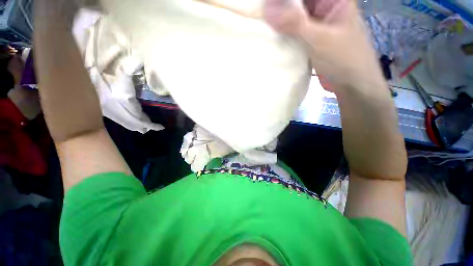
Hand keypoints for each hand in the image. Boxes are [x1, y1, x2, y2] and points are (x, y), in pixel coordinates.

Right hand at [264, 0, 384, 92]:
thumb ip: (295, 23)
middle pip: (297, 2)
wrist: (350, 84)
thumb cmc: (344, 59)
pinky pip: (293, 31)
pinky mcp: (310, 39)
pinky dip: (283, 34)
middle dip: (280, 7)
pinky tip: (271, 36)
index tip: (265, 5)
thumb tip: (267, 9)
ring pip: (294, 16)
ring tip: (262, 23)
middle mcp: (324, 7)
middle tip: (260, 13)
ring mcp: (316, 24)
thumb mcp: (320, 39)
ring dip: (279, 20)